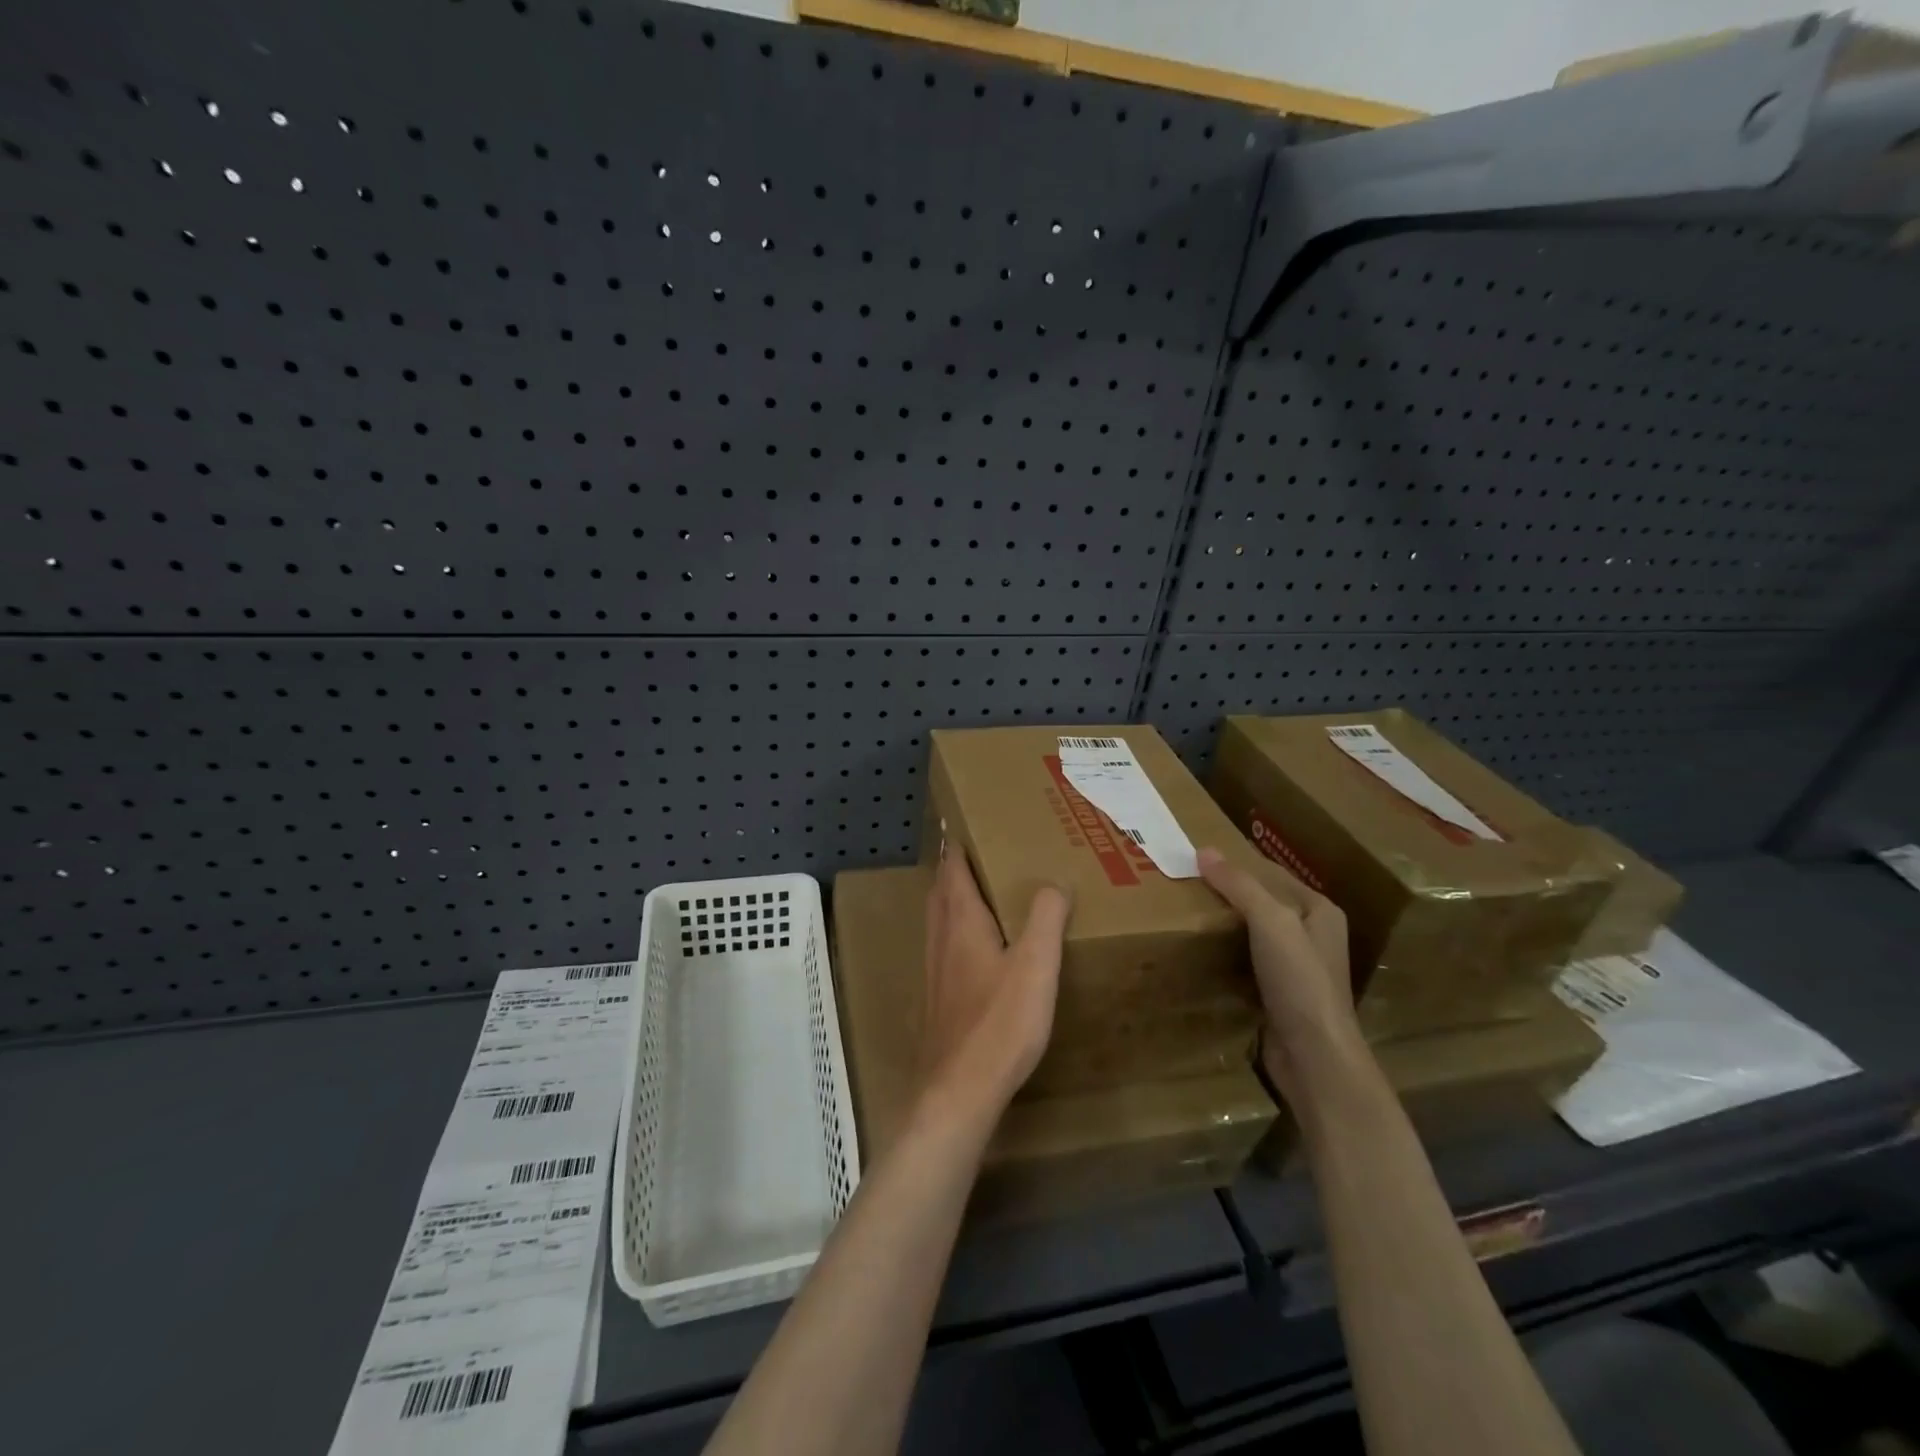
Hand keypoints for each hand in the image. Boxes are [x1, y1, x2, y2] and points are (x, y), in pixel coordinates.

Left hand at [916, 846, 1070, 1123]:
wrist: (959, 1089)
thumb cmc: (1000, 1022)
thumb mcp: (1036, 965)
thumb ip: (1046, 918)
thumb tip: (1054, 882)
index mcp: (961, 920)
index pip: (953, 867)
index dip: (957, 844)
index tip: (967, 822)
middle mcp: (940, 937)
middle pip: (940, 890)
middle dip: (953, 867)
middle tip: (975, 852)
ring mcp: (934, 969)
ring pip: (937, 919)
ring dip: (950, 897)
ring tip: (976, 892)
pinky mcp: (936, 997)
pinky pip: (942, 946)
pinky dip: (954, 929)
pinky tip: (974, 949)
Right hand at [1197, 846, 1359, 1101]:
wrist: (1313, 1056)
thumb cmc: (1299, 980)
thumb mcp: (1271, 921)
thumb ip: (1239, 885)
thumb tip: (1203, 850)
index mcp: (1320, 910)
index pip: (1272, 872)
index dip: (1237, 862)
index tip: (1197, 857)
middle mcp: (1312, 934)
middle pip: (1262, 902)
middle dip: (1227, 893)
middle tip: (1184, 882)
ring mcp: (1296, 967)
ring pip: (1253, 933)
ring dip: (1224, 925)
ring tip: (1185, 912)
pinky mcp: (1279, 994)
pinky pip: (1246, 962)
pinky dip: (1225, 954)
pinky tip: (1199, 952)